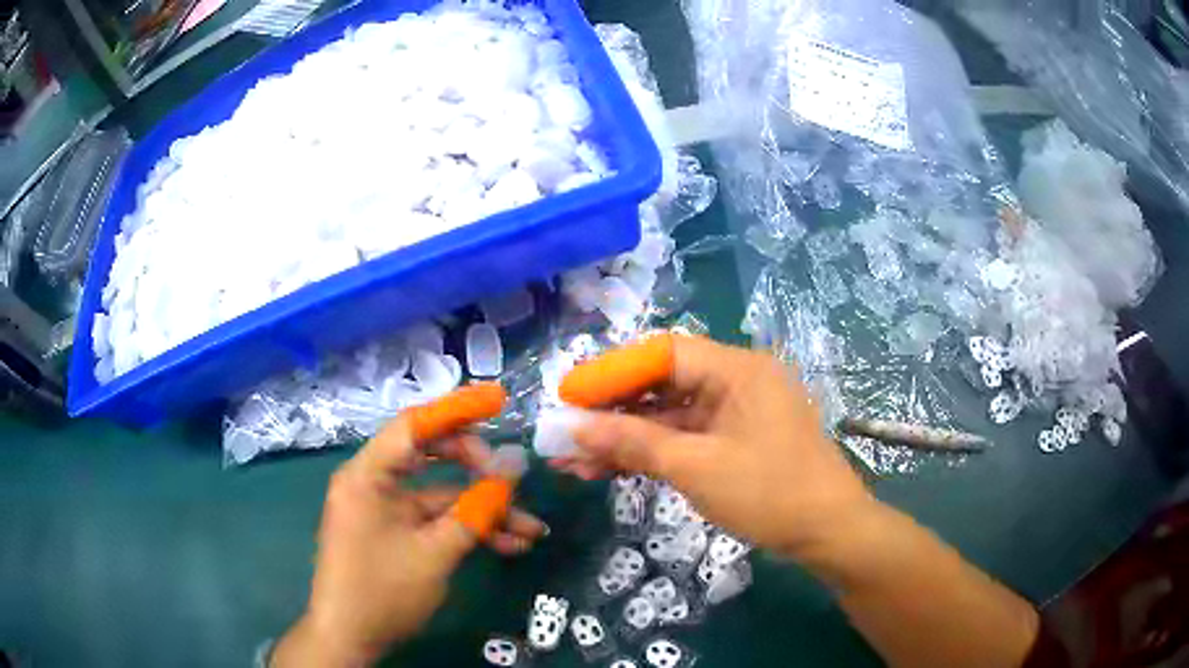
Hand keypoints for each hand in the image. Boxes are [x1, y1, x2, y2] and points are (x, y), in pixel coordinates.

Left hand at [272, 420, 546, 666]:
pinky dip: (466, 530)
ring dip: (483, 511)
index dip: (458, 409)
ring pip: (440, 495)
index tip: (499, 400)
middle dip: (477, 467)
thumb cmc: (383, 591)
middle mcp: (373, 483)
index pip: (414, 425)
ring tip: (530, 530)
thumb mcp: (436, 552)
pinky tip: (507, 546)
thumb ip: (476, 509)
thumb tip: (514, 468)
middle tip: (512, 477)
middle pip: (430, 456)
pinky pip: (434, 520)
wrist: (351, 638)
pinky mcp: (393, 532)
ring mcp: (384, 509)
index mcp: (368, 475)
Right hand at [556, 336, 873, 560]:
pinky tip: (610, 470)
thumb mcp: (696, 468)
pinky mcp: (735, 441)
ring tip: (574, 463)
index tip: (569, 396)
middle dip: (612, 412)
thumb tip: (575, 428)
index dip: (611, 373)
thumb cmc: (770, 493)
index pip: (662, 353)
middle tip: (566, 434)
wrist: (829, 533)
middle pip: (662, 384)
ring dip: (625, 438)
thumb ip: (634, 443)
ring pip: (670, 416)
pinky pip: (686, 438)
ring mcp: (737, 413)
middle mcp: (737, 381)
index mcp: (737, 369)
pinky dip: (651, 453)